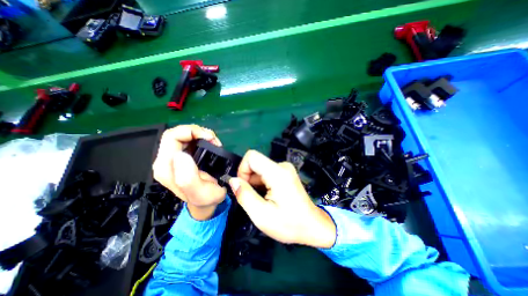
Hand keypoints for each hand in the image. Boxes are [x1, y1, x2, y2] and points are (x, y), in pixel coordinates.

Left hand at [153, 123, 225, 219]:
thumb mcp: (200, 193)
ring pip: (183, 135)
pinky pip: (189, 140)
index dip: (191, 132)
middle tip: (214, 139)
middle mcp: (167, 160)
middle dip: (197, 132)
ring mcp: (174, 158)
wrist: (206, 203)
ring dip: (200, 134)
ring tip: (214, 142)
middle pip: (177, 133)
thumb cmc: (206, 199)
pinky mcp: (183, 157)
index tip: (209, 138)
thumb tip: (181, 154)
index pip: (171, 137)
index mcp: (166, 167)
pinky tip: (210, 143)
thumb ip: (187, 178)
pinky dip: (201, 138)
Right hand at [228, 151, 335, 248]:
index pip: (252, 156)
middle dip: (248, 179)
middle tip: (253, 198)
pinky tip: (267, 196)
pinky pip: (266, 172)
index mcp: (278, 173)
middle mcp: (282, 166)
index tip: (244, 187)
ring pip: (259, 169)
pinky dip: (261, 183)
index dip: (242, 170)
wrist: (313, 225)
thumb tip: (232, 180)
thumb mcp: (262, 215)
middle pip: (255, 163)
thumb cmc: (290, 224)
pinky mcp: (285, 173)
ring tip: (262, 199)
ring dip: (255, 183)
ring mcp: (285, 168)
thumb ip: (245, 195)